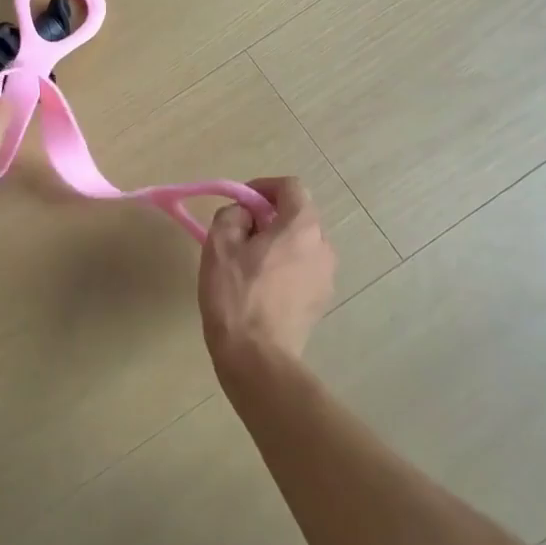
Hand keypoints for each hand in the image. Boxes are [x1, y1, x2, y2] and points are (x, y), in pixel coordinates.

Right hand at [198, 177, 335, 372]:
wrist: (257, 357)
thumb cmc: (236, 295)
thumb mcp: (219, 245)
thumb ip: (231, 215)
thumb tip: (244, 215)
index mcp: (302, 227)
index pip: (290, 187)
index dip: (262, 187)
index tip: (240, 202)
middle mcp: (323, 246)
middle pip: (297, 215)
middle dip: (268, 217)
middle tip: (237, 233)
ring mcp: (327, 276)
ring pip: (300, 244)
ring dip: (276, 243)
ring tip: (247, 264)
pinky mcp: (321, 300)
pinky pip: (303, 269)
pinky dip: (284, 267)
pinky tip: (260, 289)